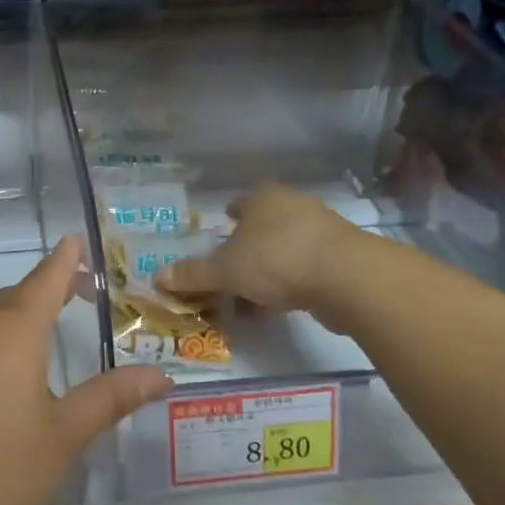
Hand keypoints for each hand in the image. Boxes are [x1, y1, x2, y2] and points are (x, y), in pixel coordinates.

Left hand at [0, 237, 170, 504]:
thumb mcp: (63, 439)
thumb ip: (111, 398)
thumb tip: (160, 374)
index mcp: (11, 334)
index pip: (44, 280)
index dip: (63, 261)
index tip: (74, 242)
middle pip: (6, 303)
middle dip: (36, 300)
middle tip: (63, 309)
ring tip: (12, 377)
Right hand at [156, 184, 361, 321]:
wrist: (348, 278)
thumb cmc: (277, 260)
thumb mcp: (226, 271)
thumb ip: (193, 274)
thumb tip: (157, 277)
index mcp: (264, 198)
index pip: (241, 203)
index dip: (228, 217)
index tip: (220, 231)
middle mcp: (293, 206)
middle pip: (264, 225)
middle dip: (247, 246)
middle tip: (230, 268)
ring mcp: (322, 230)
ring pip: (285, 248)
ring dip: (268, 268)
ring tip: (250, 294)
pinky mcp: (342, 257)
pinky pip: (305, 268)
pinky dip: (290, 283)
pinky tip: (279, 305)